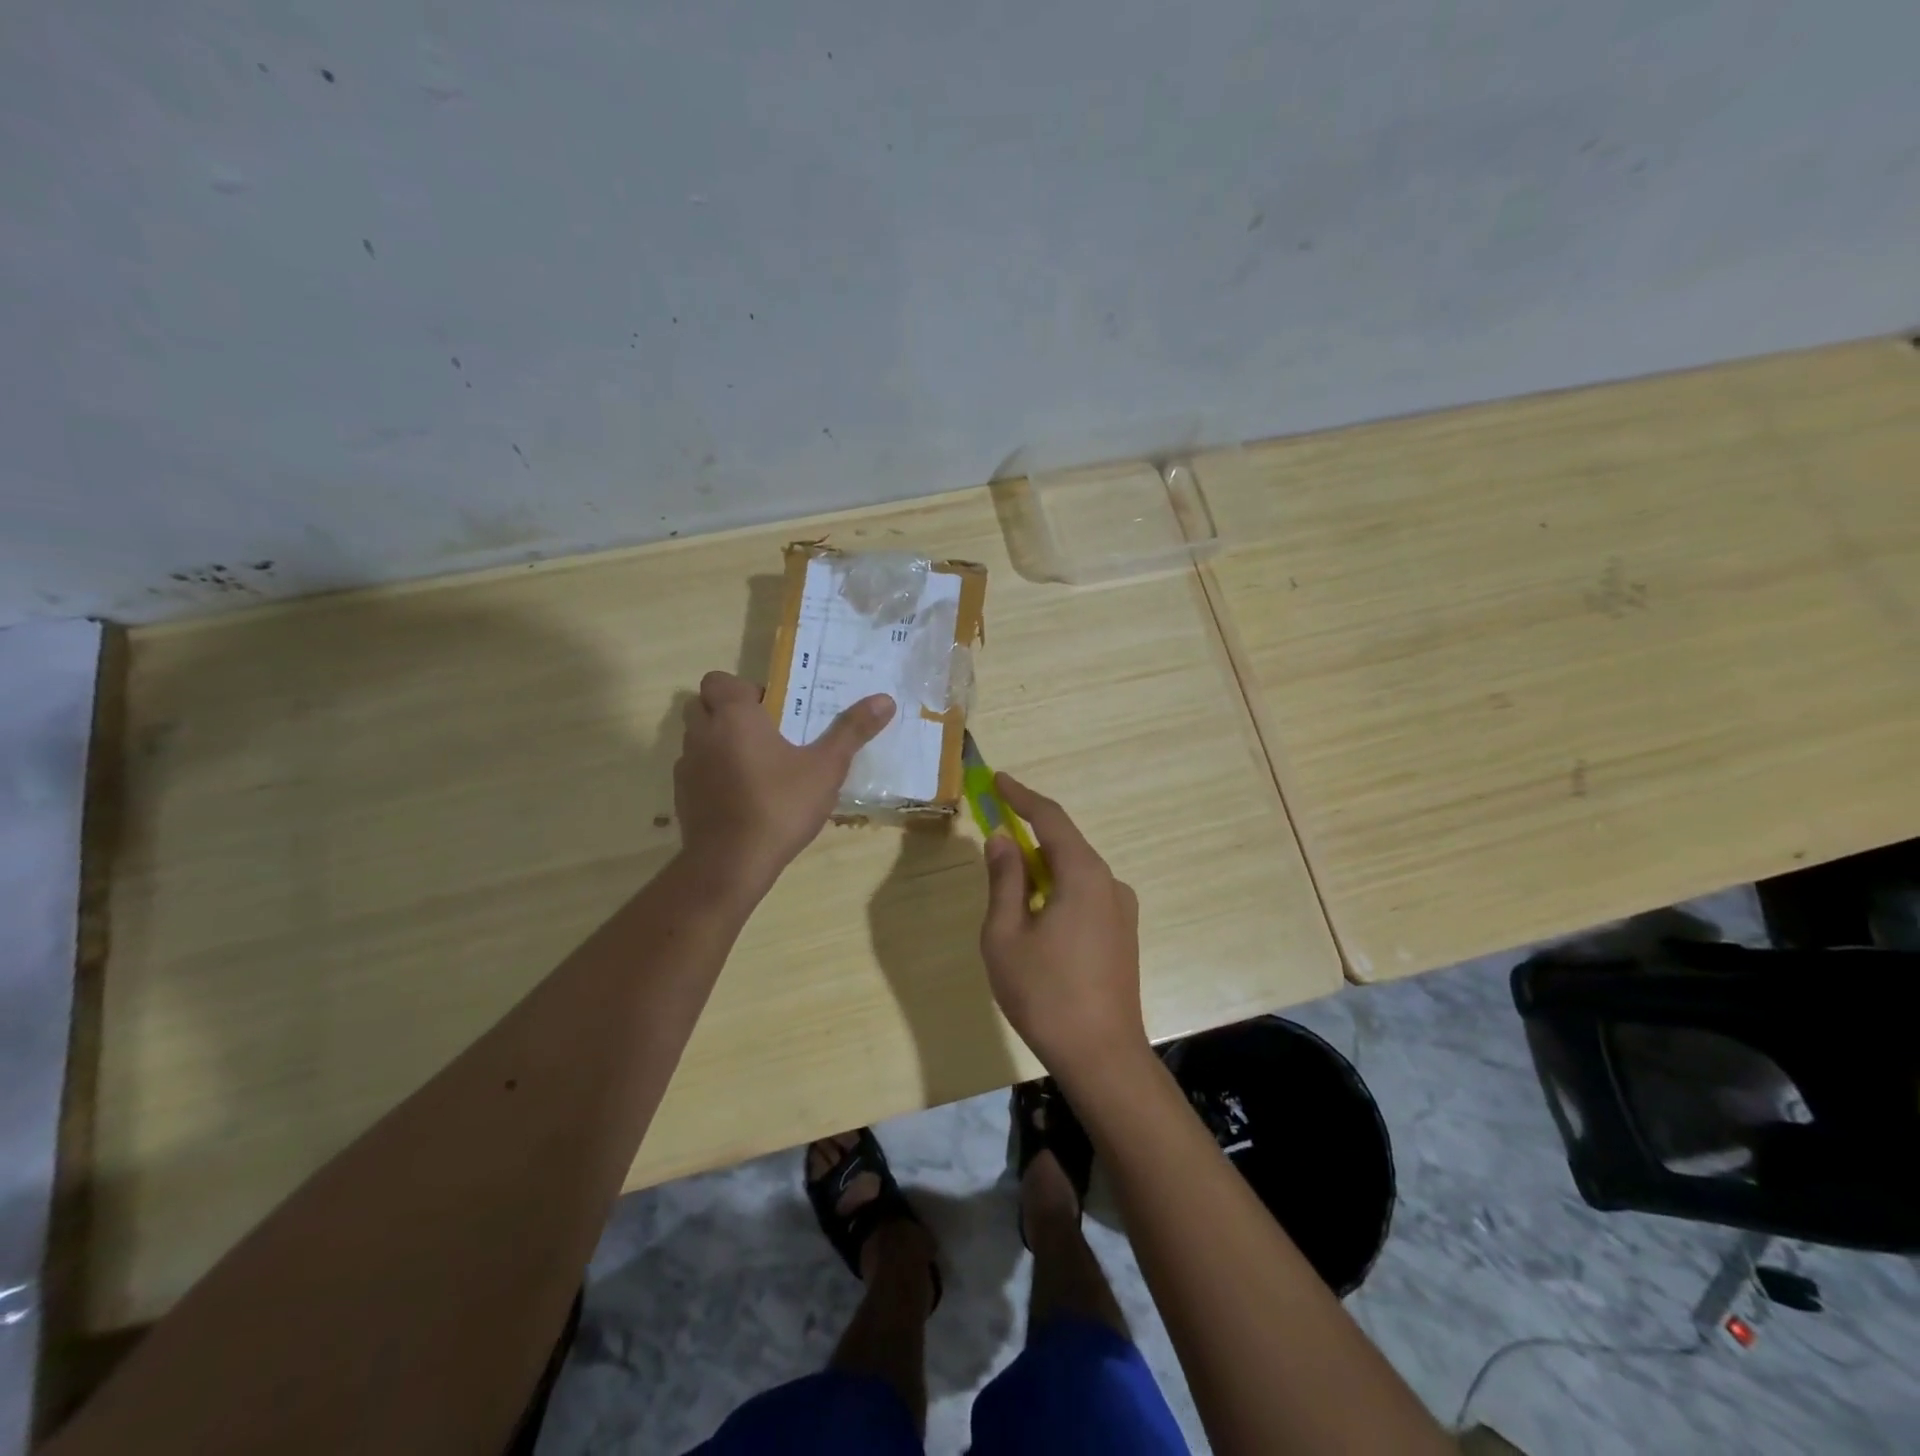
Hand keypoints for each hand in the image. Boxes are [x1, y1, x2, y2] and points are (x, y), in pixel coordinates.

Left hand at [674, 671, 894, 893]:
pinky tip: (741, 795)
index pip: (720, 680)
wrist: (731, 864)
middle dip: (728, 711)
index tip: (773, 709)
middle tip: (766, 731)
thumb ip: (852, 731)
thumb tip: (885, 699)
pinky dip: (712, 773)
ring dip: (719, 741)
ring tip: (757, 764)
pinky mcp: (681, 797)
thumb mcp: (826, 768)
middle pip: (703, 704)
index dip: (744, 689)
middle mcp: (702, 734)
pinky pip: (695, 771)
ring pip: (697, 738)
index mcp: (734, 717)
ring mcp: (687, 766)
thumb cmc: (780, 806)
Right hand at [979, 774, 1148, 1084]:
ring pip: (1074, 874)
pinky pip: (1085, 897)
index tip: (997, 780)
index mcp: (1084, 875)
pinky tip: (1038, 926)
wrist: (1102, 1056)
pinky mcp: (1123, 934)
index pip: (1050, 818)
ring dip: (1042, 873)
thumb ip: (1004, 879)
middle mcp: (1110, 883)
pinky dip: (1058, 894)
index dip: (1022, 796)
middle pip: (1064, 845)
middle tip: (994, 843)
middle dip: (1028, 838)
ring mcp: (1122, 910)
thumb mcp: (1006, 934)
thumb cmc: (1045, 993)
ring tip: (1010, 903)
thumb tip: (1002, 839)